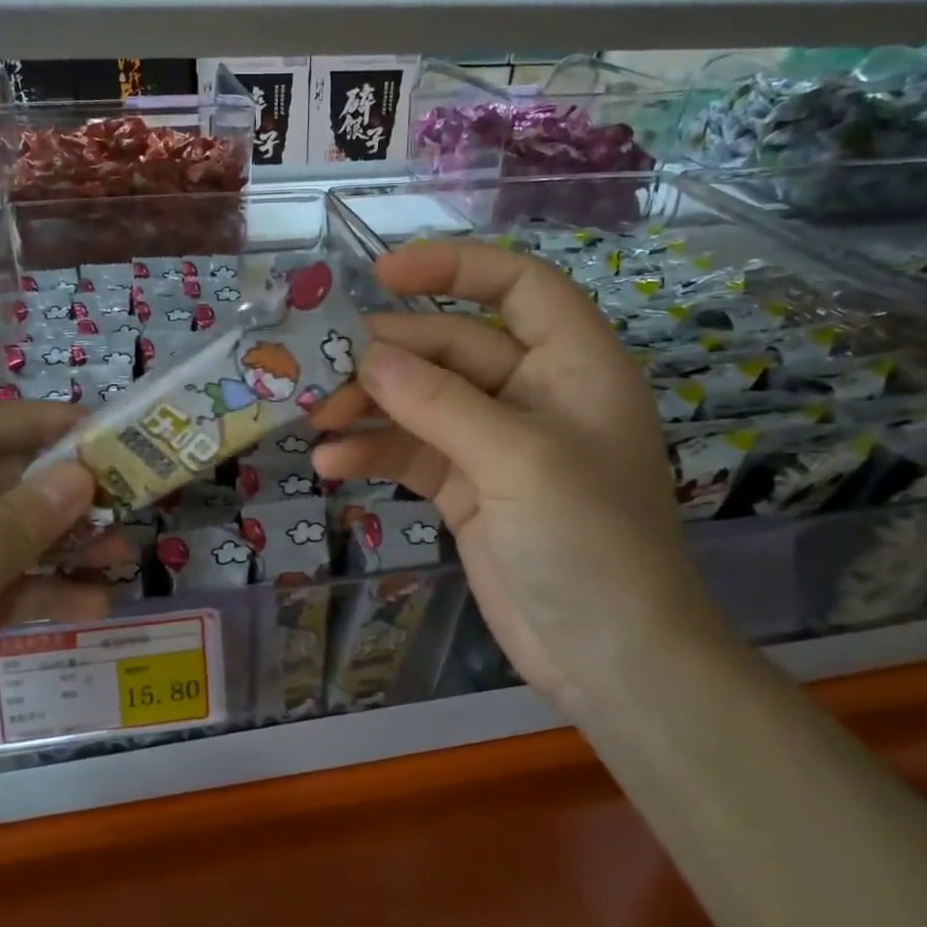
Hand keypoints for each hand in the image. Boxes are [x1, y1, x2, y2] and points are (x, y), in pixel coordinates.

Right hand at [312, 241, 719, 703]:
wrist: (610, 658)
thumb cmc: (590, 543)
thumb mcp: (518, 461)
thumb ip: (440, 403)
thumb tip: (369, 355)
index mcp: (572, 364)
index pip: (516, 287)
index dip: (454, 268)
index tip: (382, 275)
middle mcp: (533, 393)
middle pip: (449, 347)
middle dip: (388, 358)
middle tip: (323, 371)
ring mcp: (495, 443)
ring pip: (421, 401)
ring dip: (369, 407)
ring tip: (316, 420)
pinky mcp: (466, 488)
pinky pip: (411, 452)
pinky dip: (373, 453)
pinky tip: (331, 464)